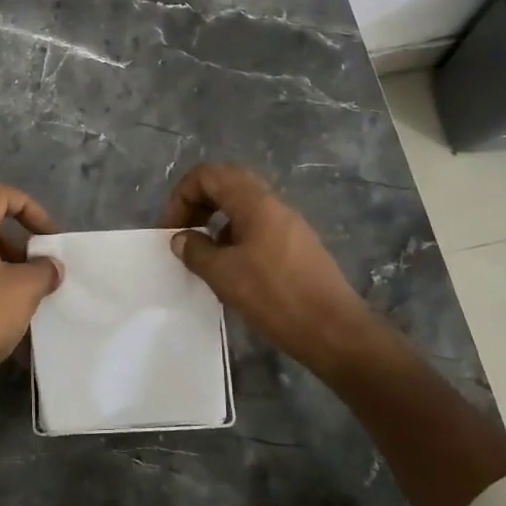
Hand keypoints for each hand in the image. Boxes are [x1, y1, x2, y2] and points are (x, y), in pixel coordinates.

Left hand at [0, 184, 63, 388]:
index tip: (47, 236)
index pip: (0, 195)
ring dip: (9, 271)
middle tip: (41, 272)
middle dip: (22, 247)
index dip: (30, 207)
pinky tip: (9, 318)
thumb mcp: (26, 287)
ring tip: (30, 299)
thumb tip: (50, 266)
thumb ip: (45, 269)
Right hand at [161, 163, 389, 381]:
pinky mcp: (298, 247)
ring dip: (217, 220)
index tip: (172, 229)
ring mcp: (290, 225)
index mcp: (255, 203)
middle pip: (228, 183)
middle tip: (184, 232)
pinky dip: (236, 236)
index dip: (182, 195)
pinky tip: (231, 269)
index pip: (209, 174)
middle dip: (199, 202)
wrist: (334, 330)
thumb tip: (181, 239)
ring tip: (204, 253)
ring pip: (244, 206)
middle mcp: (274, 205)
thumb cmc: (275, 297)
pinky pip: (259, 227)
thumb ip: (196, 251)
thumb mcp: (224, 275)